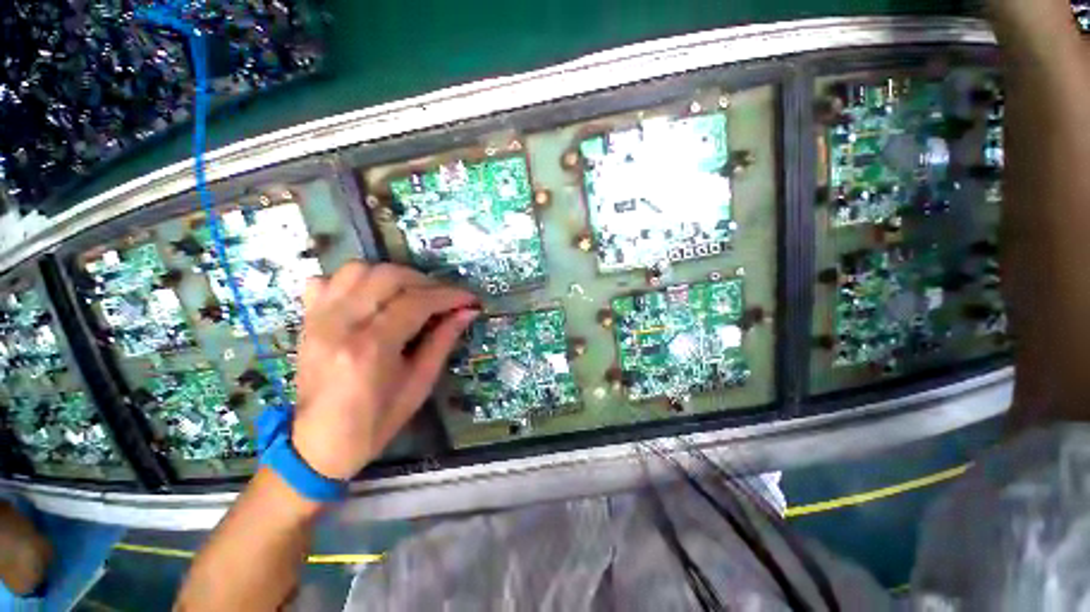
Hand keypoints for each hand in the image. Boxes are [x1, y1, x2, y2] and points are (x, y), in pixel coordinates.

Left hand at [289, 262, 479, 480]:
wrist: (319, 444)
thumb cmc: (376, 421)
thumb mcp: (420, 383)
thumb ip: (443, 341)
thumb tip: (468, 312)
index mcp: (371, 347)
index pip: (416, 302)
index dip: (449, 295)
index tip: (470, 298)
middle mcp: (340, 325)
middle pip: (388, 276)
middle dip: (425, 281)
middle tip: (444, 298)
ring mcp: (318, 319)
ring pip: (358, 269)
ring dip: (393, 276)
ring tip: (412, 293)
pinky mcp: (307, 320)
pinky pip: (327, 281)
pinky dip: (354, 280)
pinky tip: (371, 297)